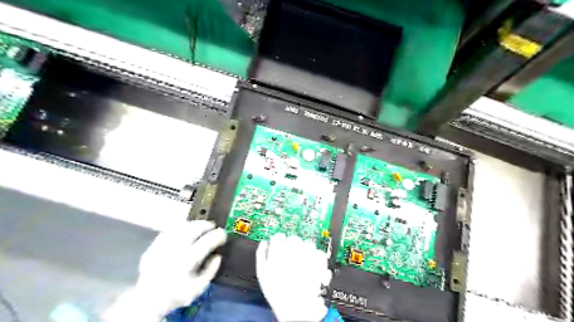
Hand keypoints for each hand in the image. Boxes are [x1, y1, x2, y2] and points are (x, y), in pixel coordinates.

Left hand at [104, 221, 224, 321]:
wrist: (148, 301)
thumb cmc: (176, 294)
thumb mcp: (199, 288)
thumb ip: (211, 271)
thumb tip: (217, 257)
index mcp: (186, 262)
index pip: (206, 242)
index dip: (217, 236)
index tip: (222, 235)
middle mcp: (173, 252)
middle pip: (193, 230)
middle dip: (205, 225)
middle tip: (212, 226)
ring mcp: (161, 248)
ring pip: (180, 228)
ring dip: (193, 224)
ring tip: (201, 225)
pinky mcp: (153, 247)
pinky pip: (168, 231)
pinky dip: (179, 228)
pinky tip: (185, 229)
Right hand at [257, 234, 331, 321]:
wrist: (296, 310)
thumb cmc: (278, 294)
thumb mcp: (262, 274)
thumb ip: (261, 254)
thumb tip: (265, 242)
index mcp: (277, 254)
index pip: (278, 236)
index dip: (279, 241)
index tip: (280, 245)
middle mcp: (293, 253)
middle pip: (294, 238)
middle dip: (293, 245)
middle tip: (292, 255)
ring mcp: (307, 257)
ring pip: (307, 243)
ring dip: (306, 250)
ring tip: (303, 261)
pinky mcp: (319, 264)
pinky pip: (320, 253)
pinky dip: (318, 257)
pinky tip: (314, 264)